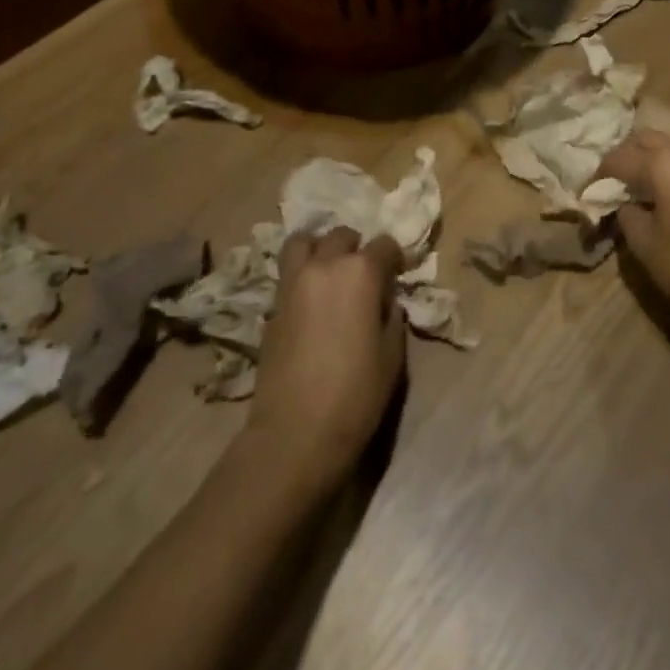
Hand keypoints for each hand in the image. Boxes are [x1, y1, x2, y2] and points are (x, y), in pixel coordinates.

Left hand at [248, 227, 405, 488]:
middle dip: (356, 249)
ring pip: (303, 241)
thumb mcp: (392, 356)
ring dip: (320, 248)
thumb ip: (391, 317)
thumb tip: (385, 302)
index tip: (398, 275)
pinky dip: (301, 273)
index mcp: (361, 273)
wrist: (295, 433)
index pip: (384, 245)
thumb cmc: (355, 395)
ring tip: (329, 271)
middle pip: (341, 236)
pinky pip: (288, 272)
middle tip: (364, 275)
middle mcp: (325, 266)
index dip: (394, 259)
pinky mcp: (272, 305)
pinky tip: (311, 299)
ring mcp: (293, 282)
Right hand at [595, 131, 669, 332]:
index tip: (586, 193)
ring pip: (664, 144)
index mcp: (661, 164)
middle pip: (642, 140)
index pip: (618, 159)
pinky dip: (663, 164)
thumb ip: (624, 211)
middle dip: (622, 157)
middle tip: (607, 183)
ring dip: (643, 157)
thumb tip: (620, 202)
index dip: (598, 176)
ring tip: (629, 184)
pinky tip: (655, 188)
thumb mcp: (642, 240)